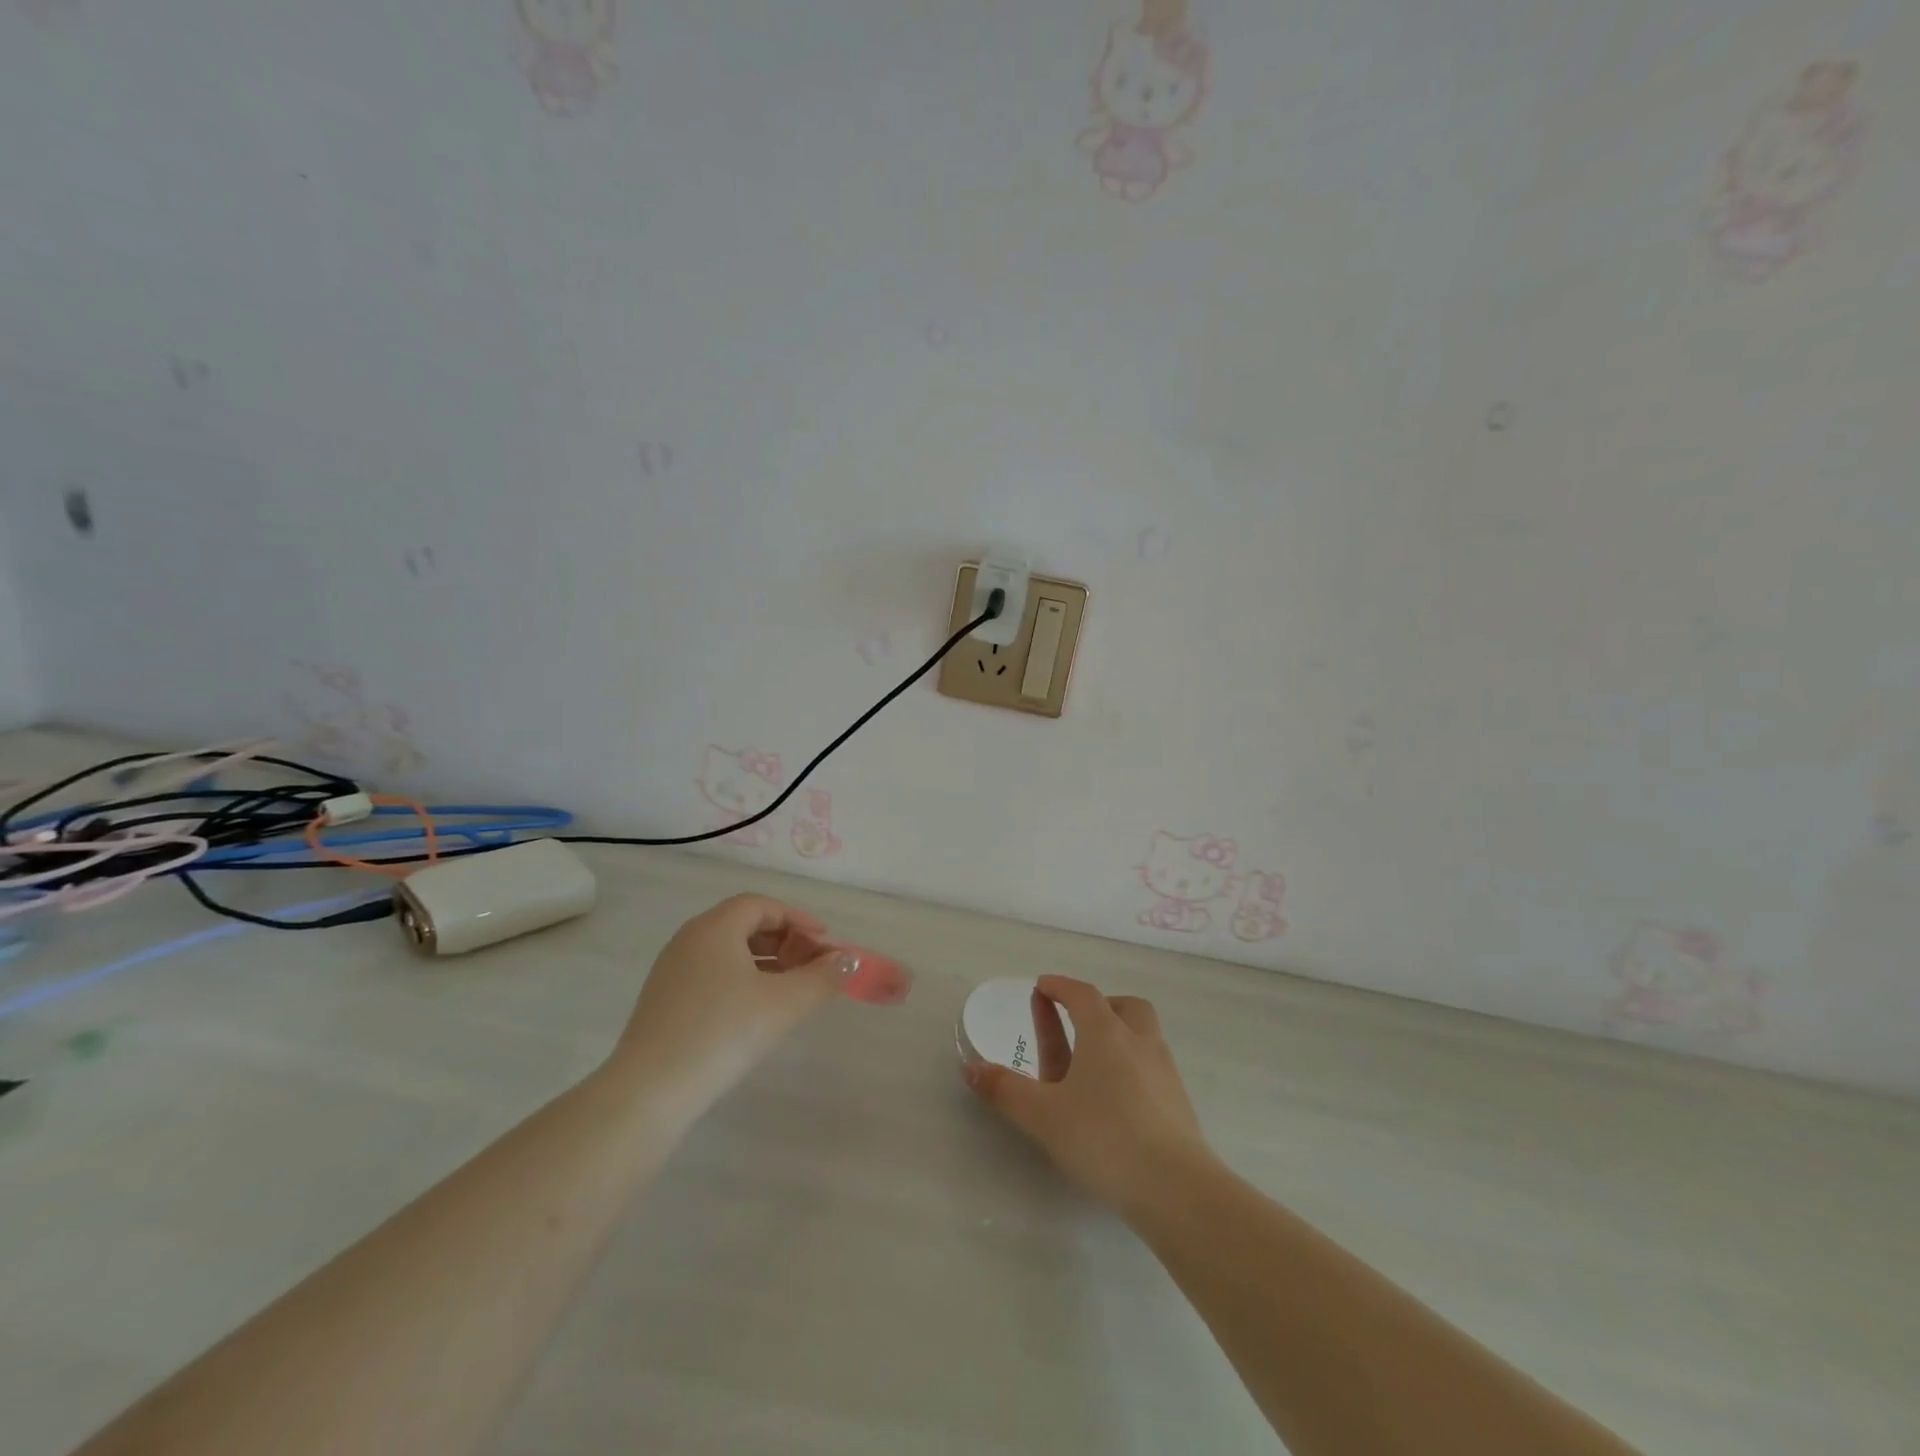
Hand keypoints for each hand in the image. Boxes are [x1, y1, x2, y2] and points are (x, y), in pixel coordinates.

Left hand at [611, 894, 857, 1124]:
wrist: (650, 1092)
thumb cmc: (723, 1033)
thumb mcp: (784, 1003)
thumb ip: (823, 977)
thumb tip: (850, 960)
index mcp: (715, 927)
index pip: (762, 905)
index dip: (798, 918)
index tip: (825, 942)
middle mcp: (689, 939)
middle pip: (744, 924)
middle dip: (784, 940)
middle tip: (811, 965)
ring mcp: (671, 970)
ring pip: (727, 951)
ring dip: (764, 961)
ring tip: (790, 989)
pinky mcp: (663, 1000)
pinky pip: (711, 973)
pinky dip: (741, 979)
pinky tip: (755, 1011)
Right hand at [963, 975, 1215, 1212]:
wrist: (1176, 1188)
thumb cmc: (1103, 1138)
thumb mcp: (1043, 1115)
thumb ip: (1005, 1089)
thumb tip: (970, 1067)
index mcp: (1105, 1033)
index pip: (1082, 994)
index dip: (1060, 986)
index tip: (1043, 986)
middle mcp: (1139, 1042)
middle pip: (1124, 1006)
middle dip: (1100, 1005)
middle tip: (1078, 1020)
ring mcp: (1164, 1072)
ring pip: (1143, 1035)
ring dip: (1120, 1034)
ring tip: (1096, 1061)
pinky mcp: (1178, 1103)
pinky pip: (1152, 1067)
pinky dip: (1133, 1066)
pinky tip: (1118, 1098)